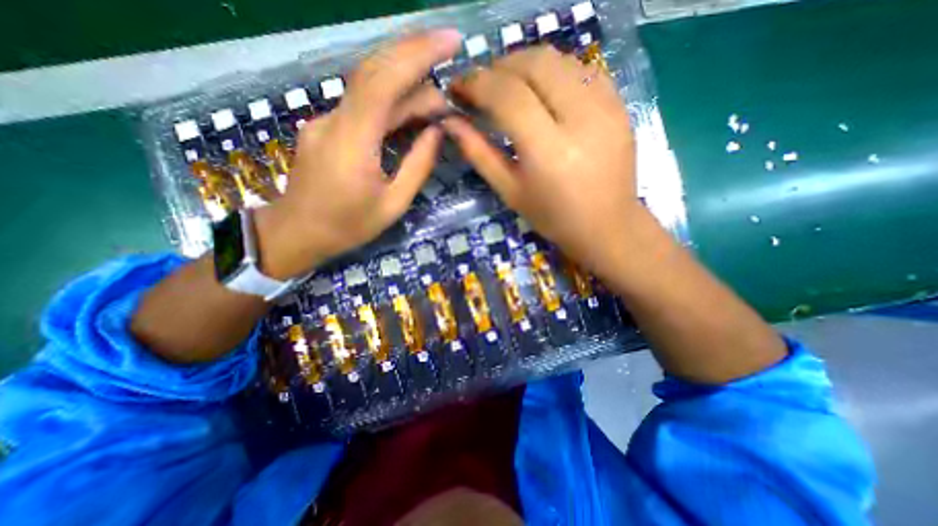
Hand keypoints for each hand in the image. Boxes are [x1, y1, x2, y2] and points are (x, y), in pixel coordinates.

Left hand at [254, 31, 462, 277]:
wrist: (297, 233)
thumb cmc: (348, 226)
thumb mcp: (393, 204)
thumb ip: (418, 166)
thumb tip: (437, 132)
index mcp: (353, 141)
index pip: (384, 80)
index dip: (417, 54)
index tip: (450, 41)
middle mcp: (335, 119)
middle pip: (374, 72)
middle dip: (415, 57)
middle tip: (449, 59)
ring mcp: (326, 120)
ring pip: (369, 88)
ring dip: (406, 85)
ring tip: (437, 100)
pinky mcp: (326, 127)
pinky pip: (362, 105)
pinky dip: (391, 101)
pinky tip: (410, 111)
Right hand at [445, 44, 641, 277]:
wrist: (607, 225)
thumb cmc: (553, 217)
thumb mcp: (510, 191)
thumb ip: (479, 154)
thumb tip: (451, 122)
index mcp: (548, 150)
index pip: (507, 95)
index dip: (477, 83)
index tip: (458, 88)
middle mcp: (581, 119)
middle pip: (534, 64)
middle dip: (499, 67)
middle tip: (482, 87)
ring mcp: (606, 107)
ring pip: (558, 59)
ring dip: (525, 65)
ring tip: (508, 86)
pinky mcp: (619, 104)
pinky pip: (582, 68)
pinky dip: (553, 70)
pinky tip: (542, 90)